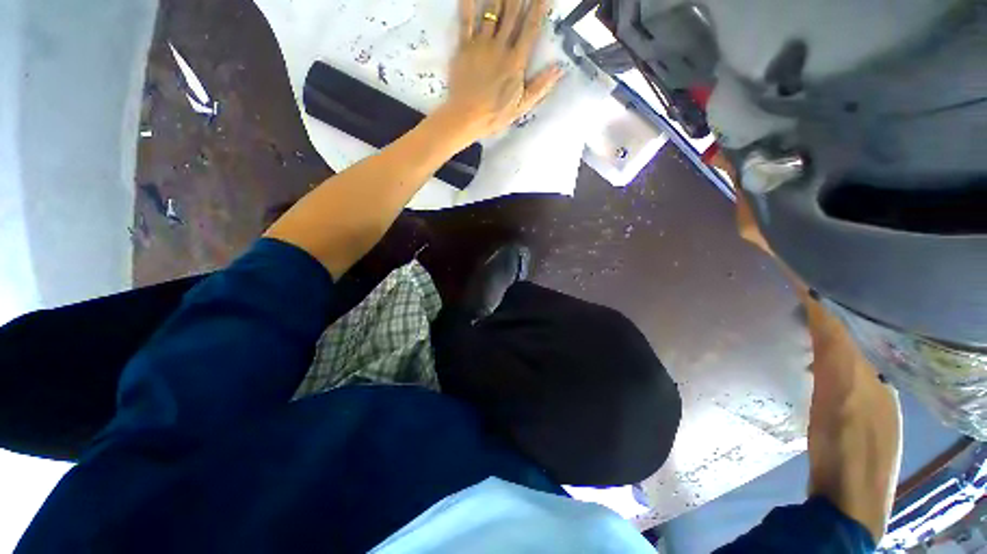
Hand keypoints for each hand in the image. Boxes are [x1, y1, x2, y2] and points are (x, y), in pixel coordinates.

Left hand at [439, 0, 563, 139]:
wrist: (465, 118)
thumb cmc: (494, 115)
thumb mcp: (521, 106)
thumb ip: (540, 86)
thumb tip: (560, 69)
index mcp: (516, 61)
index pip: (531, 27)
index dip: (539, 7)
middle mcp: (500, 47)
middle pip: (512, 13)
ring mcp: (481, 45)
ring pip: (492, 11)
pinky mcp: (464, 47)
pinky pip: (466, 20)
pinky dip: (469, 3)